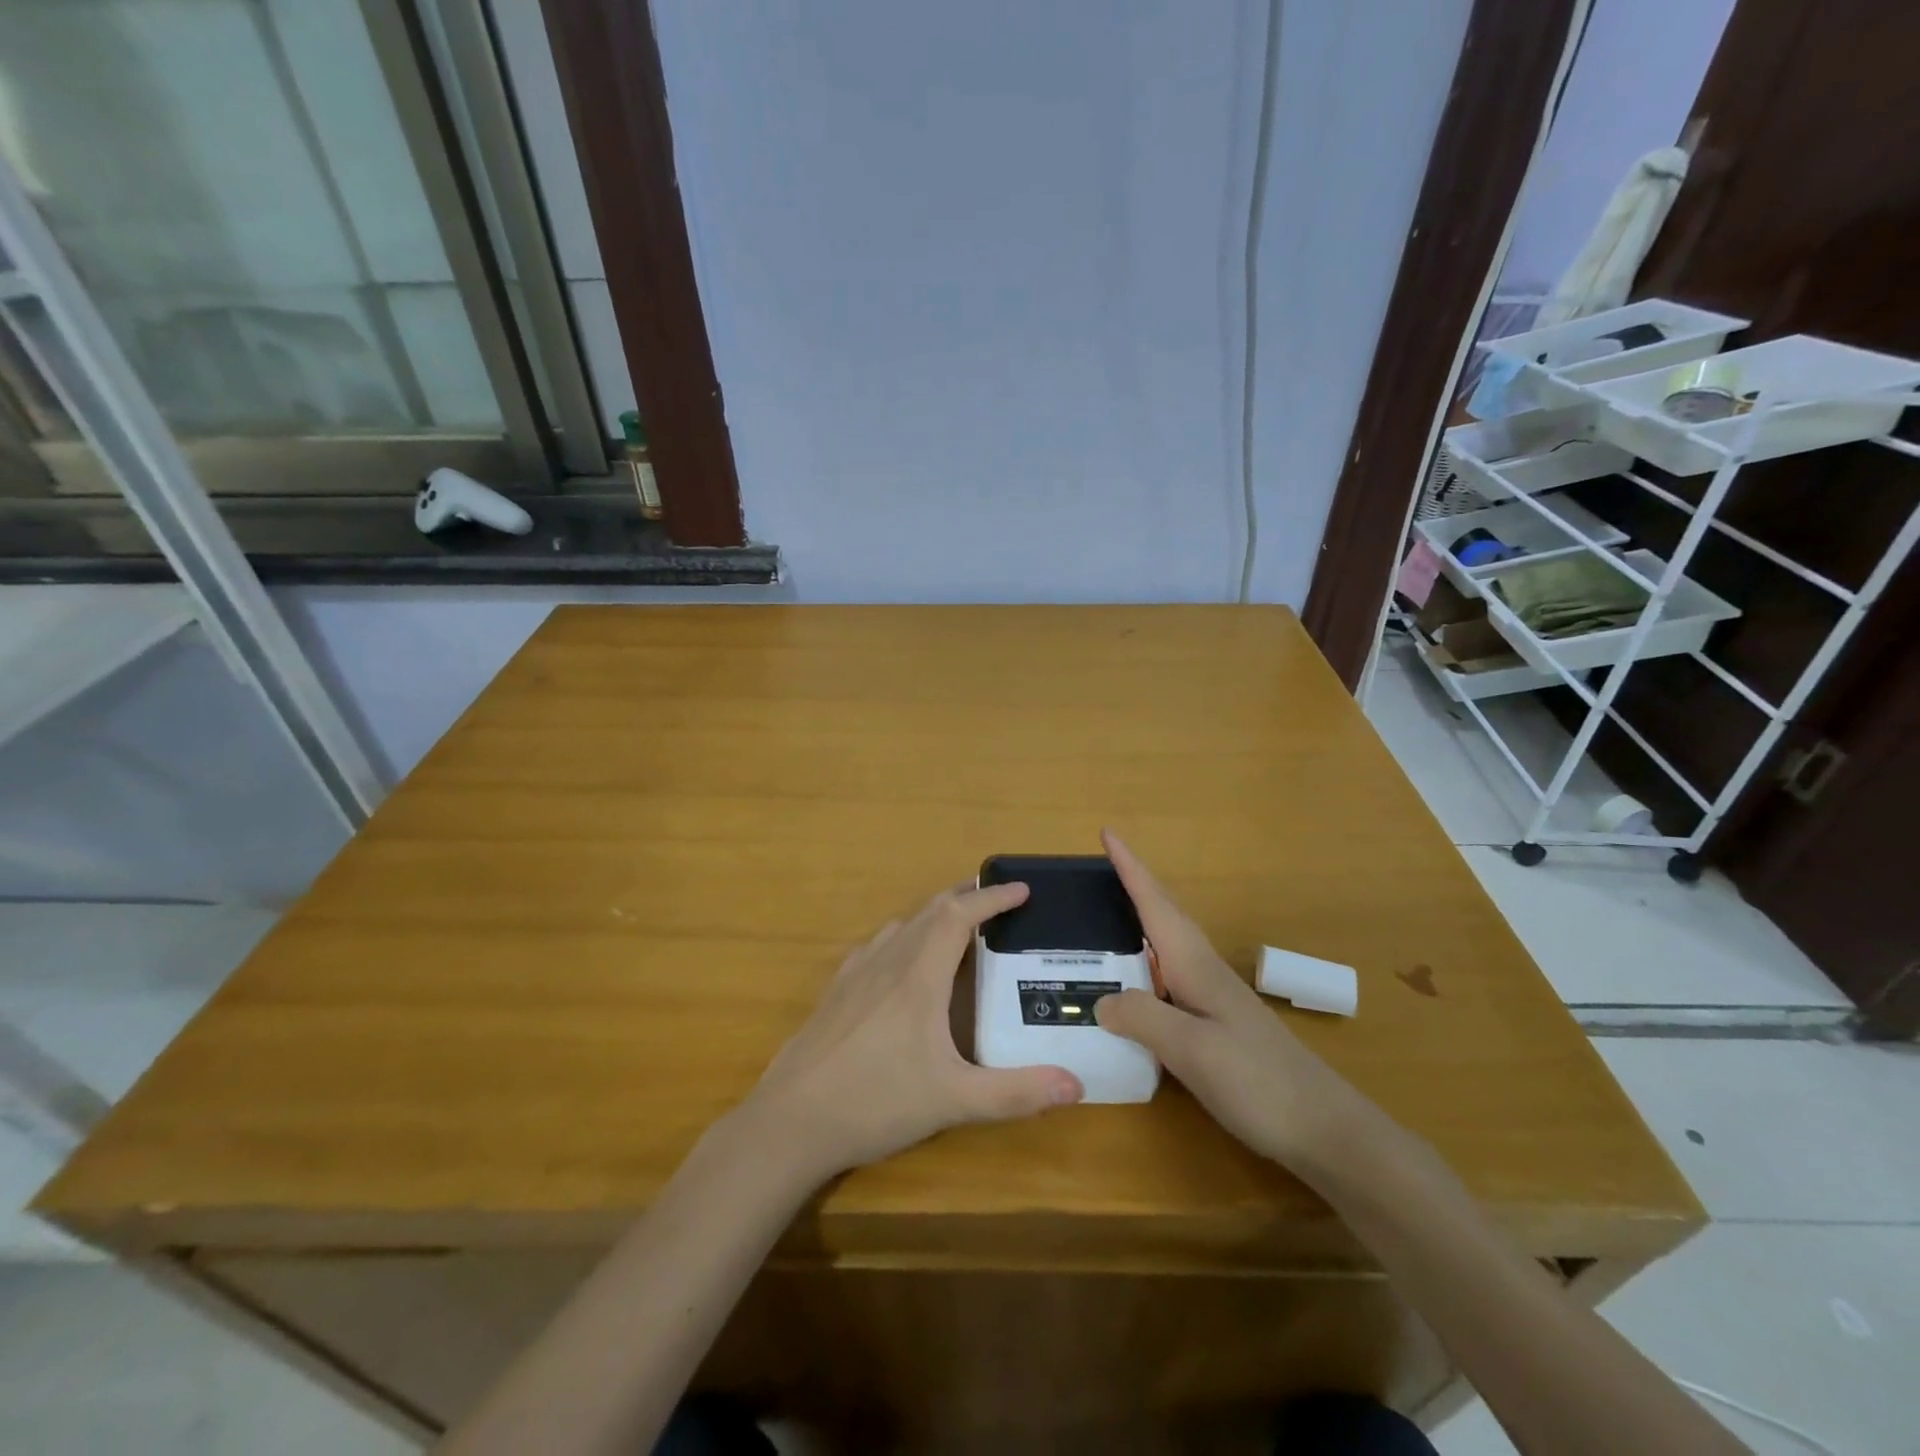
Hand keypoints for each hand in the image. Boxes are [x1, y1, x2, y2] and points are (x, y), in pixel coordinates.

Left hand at [738, 881, 1084, 1181]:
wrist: (790, 1121)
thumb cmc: (875, 1102)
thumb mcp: (953, 1101)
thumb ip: (1015, 1093)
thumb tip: (1077, 1085)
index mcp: (918, 976)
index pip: (959, 916)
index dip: (992, 898)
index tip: (1022, 889)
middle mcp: (887, 962)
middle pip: (929, 911)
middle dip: (966, 898)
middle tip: (997, 902)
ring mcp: (855, 973)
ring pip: (901, 925)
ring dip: (934, 915)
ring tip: (958, 927)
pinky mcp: (835, 991)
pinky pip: (876, 945)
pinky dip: (903, 936)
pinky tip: (900, 961)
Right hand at [1093, 830, 1368, 1170]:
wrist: (1326, 1130)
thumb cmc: (1258, 1083)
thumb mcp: (1192, 1051)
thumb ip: (1144, 1018)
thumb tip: (1101, 1000)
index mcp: (1195, 966)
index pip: (1155, 905)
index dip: (1130, 868)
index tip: (1108, 833)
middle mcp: (1204, 971)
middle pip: (1164, 915)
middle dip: (1135, 884)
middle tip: (1103, 865)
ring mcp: (1215, 997)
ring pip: (1169, 944)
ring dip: (1142, 919)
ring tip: (1108, 914)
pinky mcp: (1219, 1024)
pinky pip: (1171, 976)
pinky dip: (1148, 962)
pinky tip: (1138, 983)